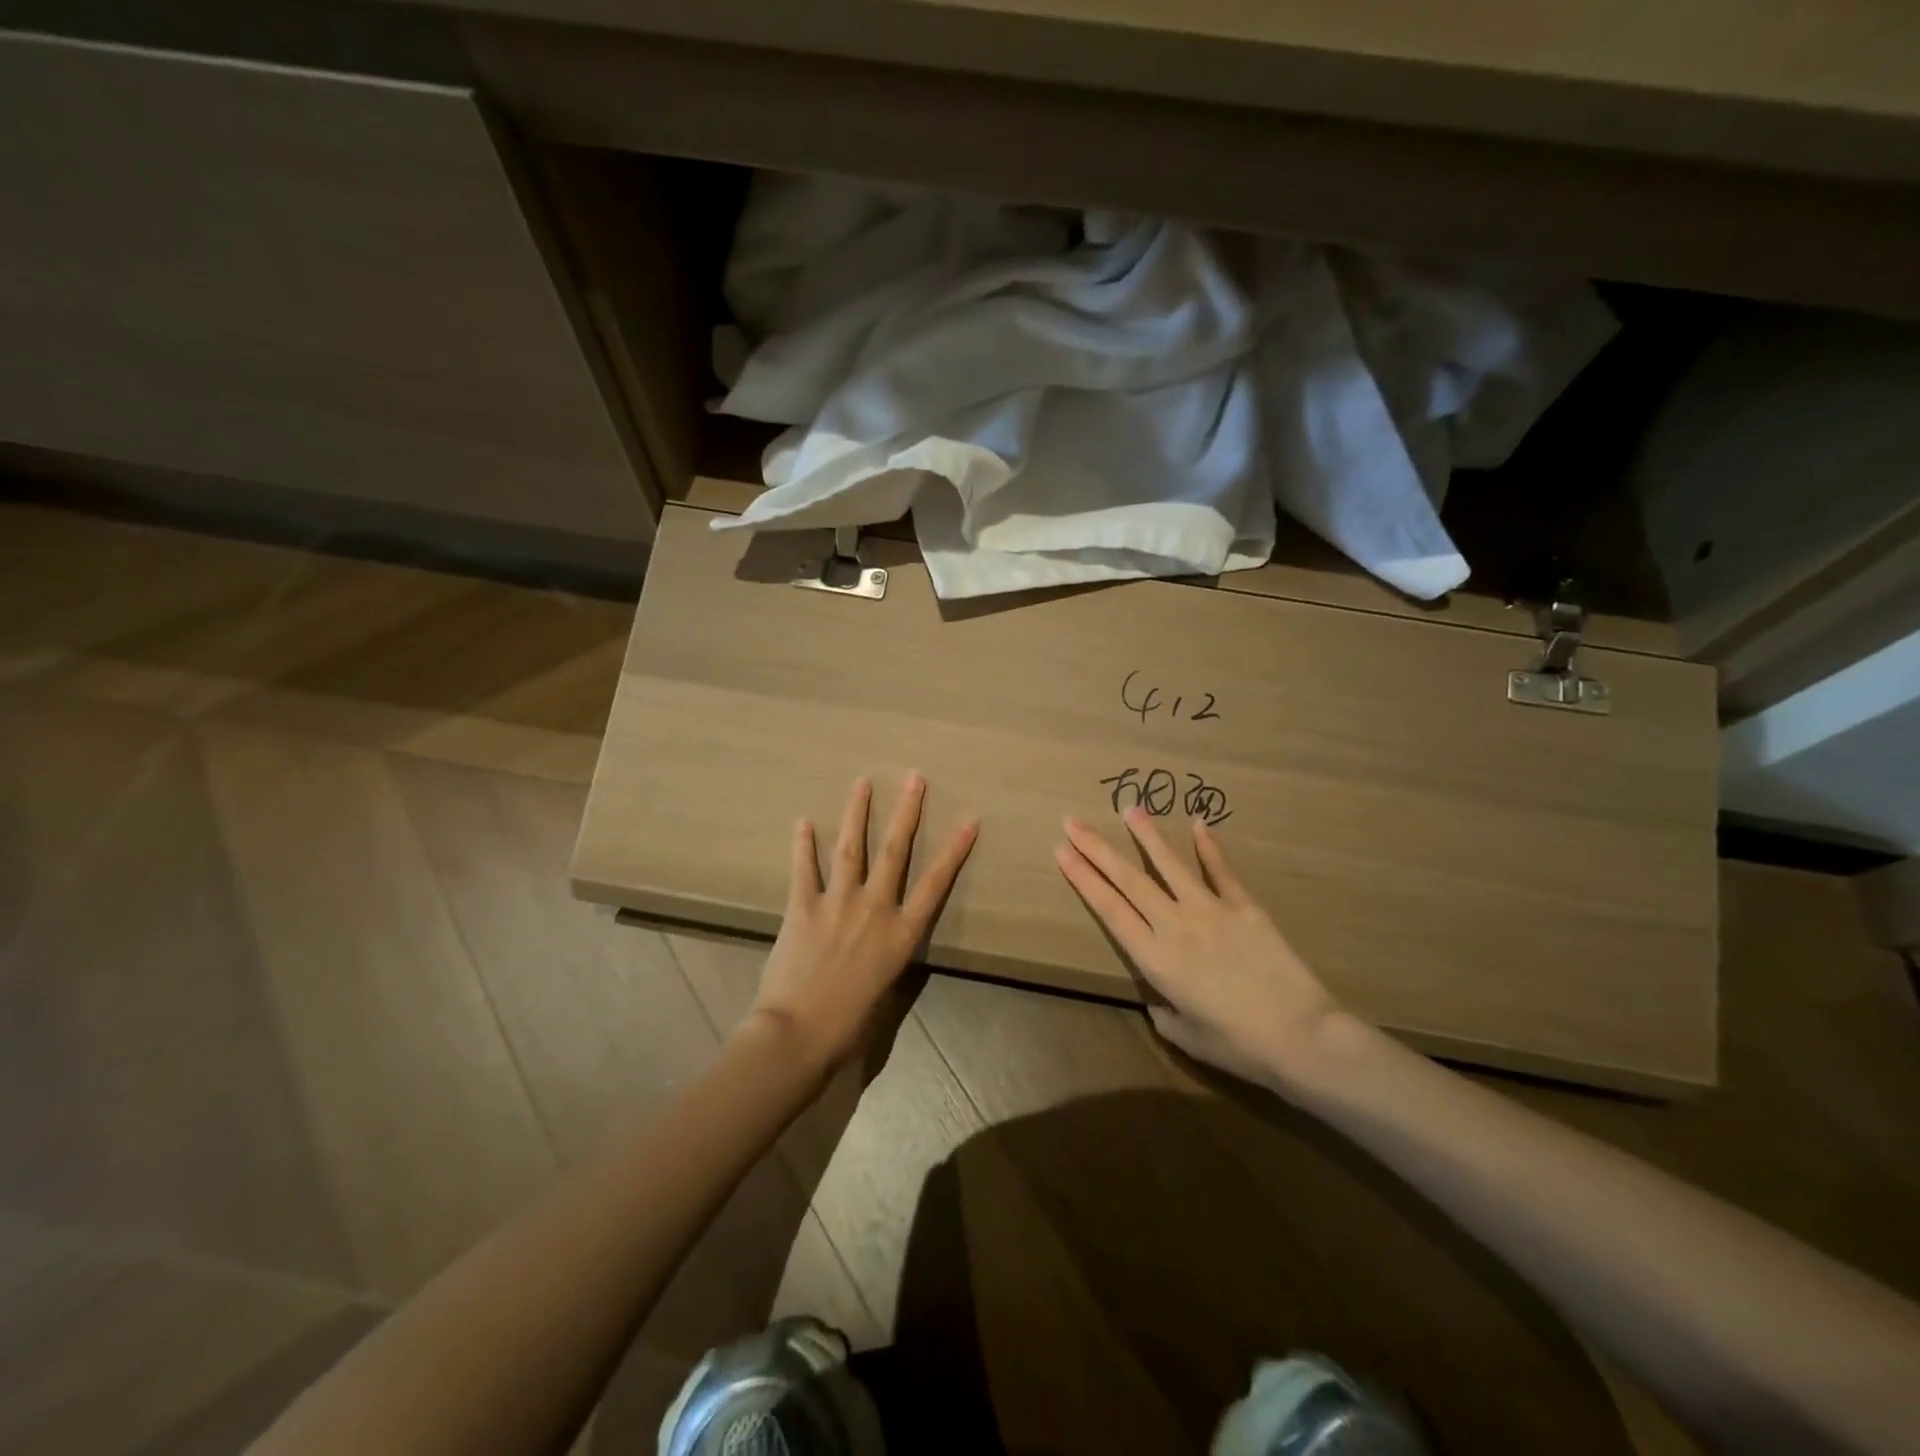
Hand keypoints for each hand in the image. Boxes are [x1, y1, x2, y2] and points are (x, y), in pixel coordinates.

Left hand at [751, 774, 978, 1075]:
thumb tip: (885, 939)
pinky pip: (804, 868)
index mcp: (901, 933)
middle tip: (915, 778)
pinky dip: (803, 844)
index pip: (935, 883)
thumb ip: (888, 955)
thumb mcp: (886, 988)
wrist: (799, 1033)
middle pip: (895, 850)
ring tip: (862, 783)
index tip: (969, 820)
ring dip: (857, 812)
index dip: (954, 850)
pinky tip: (803, 821)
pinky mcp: (803, 907)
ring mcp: (838, 903)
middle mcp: (875, 909)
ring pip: (851, 847)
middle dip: (907, 811)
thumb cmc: (849, 1023)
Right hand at [1055, 809, 1344, 1086]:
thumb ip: (1163, 1009)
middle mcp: (1175, 924)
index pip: (1109, 908)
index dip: (1083, 878)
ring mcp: (1211, 910)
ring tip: (1130, 808)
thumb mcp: (1185, 1035)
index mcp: (1154, 958)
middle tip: (1073, 821)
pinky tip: (1199, 824)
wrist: (1301, 1036)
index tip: (1062, 850)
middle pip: (1128, 879)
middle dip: (1097, 848)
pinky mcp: (1245, 907)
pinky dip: (1209, 847)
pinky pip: (1222, 871)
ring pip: (1170, 865)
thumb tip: (1160, 995)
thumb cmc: (1238, 1045)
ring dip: (1147, 835)